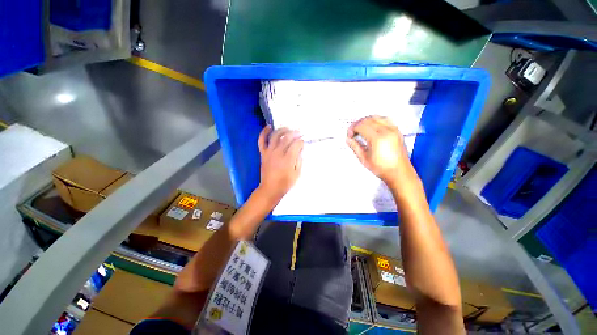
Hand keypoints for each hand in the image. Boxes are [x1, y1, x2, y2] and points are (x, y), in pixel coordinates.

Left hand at [257, 125, 303, 203]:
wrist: (270, 189)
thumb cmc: (285, 183)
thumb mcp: (297, 174)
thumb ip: (299, 160)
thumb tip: (300, 150)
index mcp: (288, 159)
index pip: (296, 144)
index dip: (301, 141)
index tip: (303, 141)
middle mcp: (278, 153)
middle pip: (287, 138)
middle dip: (294, 133)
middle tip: (299, 132)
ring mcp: (269, 152)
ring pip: (275, 136)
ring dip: (282, 130)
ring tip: (287, 128)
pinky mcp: (263, 153)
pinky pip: (262, 141)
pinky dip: (264, 132)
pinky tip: (269, 127)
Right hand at [346, 116, 414, 185]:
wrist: (399, 172)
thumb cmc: (382, 168)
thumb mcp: (364, 159)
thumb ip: (355, 147)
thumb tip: (348, 139)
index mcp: (377, 138)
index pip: (361, 126)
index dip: (352, 129)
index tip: (349, 135)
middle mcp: (386, 131)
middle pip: (368, 119)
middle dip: (358, 124)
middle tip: (353, 132)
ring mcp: (393, 129)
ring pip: (377, 117)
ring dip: (366, 121)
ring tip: (361, 129)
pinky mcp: (397, 131)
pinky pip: (385, 119)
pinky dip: (376, 121)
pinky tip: (372, 128)